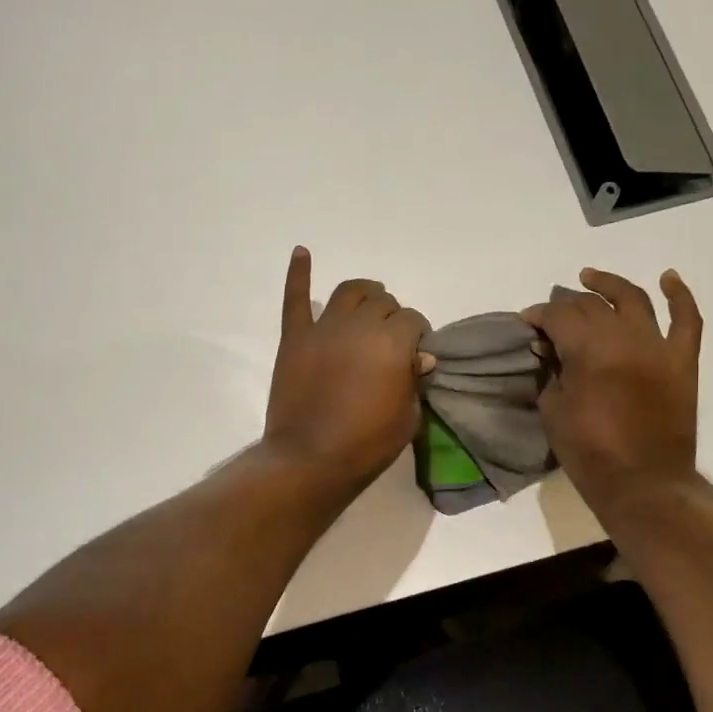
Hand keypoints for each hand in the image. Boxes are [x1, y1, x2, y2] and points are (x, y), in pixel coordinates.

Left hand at [263, 247, 433, 493]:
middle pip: (383, 302)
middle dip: (392, 317)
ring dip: (364, 294)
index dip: (417, 335)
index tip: (414, 355)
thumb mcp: (408, 417)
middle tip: (390, 340)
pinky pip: (295, 298)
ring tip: (368, 303)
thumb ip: (413, 379)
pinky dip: (299, 273)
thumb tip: (418, 357)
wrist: (310, 459)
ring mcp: (323, 328)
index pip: (413, 320)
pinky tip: (302, 252)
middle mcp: (359, 325)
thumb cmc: (367, 444)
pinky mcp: (294, 337)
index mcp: (393, 342)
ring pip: (348, 292)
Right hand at [523, 267, 704, 517]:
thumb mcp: (552, 410)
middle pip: (591, 305)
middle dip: (566, 305)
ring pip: (633, 299)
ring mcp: (657, 347)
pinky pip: (687, 320)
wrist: (643, 483)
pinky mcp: (682, 361)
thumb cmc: (589, 452)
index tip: (528, 323)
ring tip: (591, 278)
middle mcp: (624, 338)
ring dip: (609, 285)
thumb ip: (551, 372)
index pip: (558, 315)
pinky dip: (680, 296)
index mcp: (588, 350)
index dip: (539, 314)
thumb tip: (551, 350)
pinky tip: (669, 278)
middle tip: (552, 316)